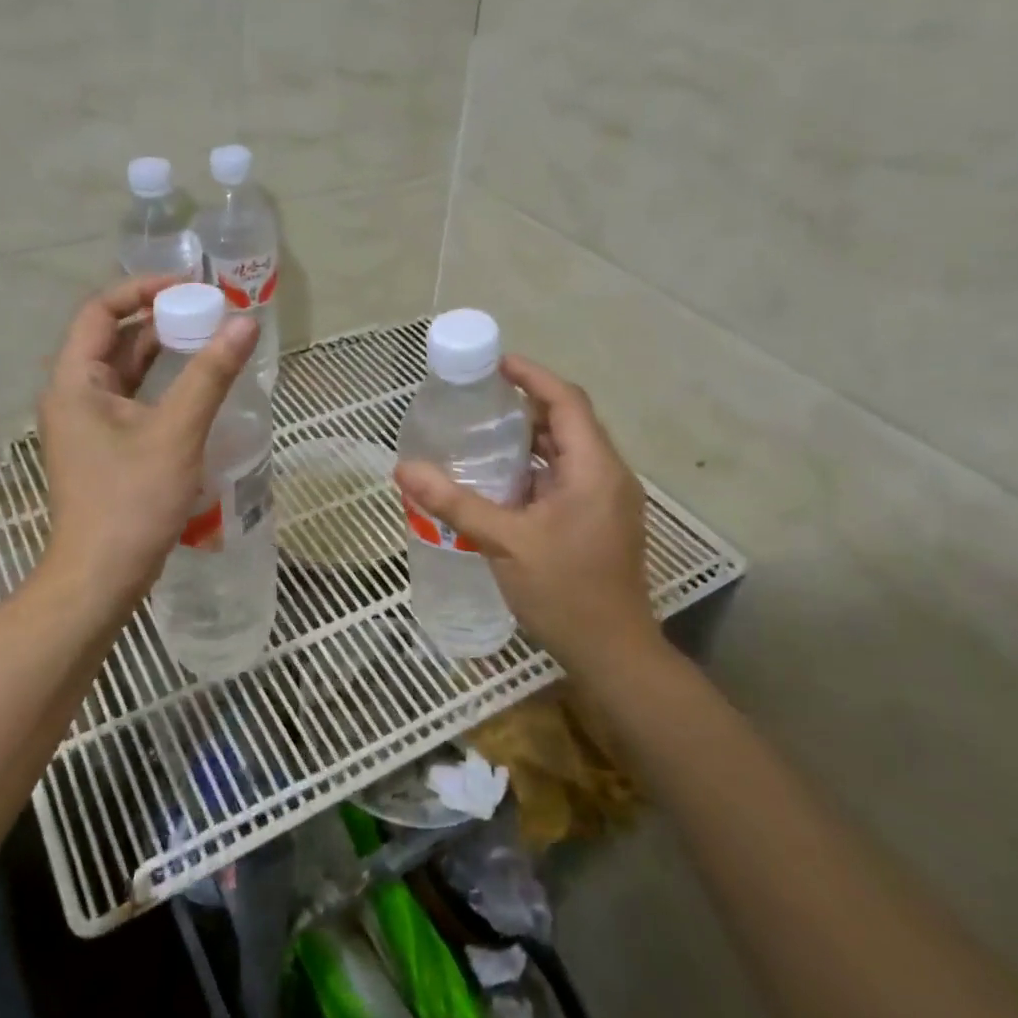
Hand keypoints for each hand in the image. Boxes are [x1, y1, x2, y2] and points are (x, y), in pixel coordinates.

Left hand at [36, 276, 257, 606]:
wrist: (101, 576)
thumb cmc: (132, 501)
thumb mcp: (176, 432)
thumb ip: (210, 375)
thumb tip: (245, 324)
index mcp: (75, 382)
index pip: (100, 311)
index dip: (143, 290)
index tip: (191, 288)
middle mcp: (73, 396)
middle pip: (113, 340)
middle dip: (159, 321)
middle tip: (210, 314)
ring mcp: (87, 426)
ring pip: (125, 374)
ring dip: (163, 355)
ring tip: (210, 343)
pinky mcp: (104, 450)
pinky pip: (132, 402)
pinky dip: (161, 388)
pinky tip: (196, 391)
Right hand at [394, 356, 663, 677]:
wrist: (612, 653)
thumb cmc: (564, 592)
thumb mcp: (504, 543)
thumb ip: (455, 503)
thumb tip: (404, 470)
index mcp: (594, 468)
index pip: (567, 401)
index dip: (532, 376)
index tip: (495, 364)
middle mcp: (607, 475)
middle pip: (568, 423)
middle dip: (525, 406)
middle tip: (478, 400)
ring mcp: (607, 500)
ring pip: (567, 453)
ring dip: (530, 439)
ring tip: (482, 434)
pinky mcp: (599, 521)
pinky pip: (566, 478)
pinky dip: (536, 469)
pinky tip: (501, 481)